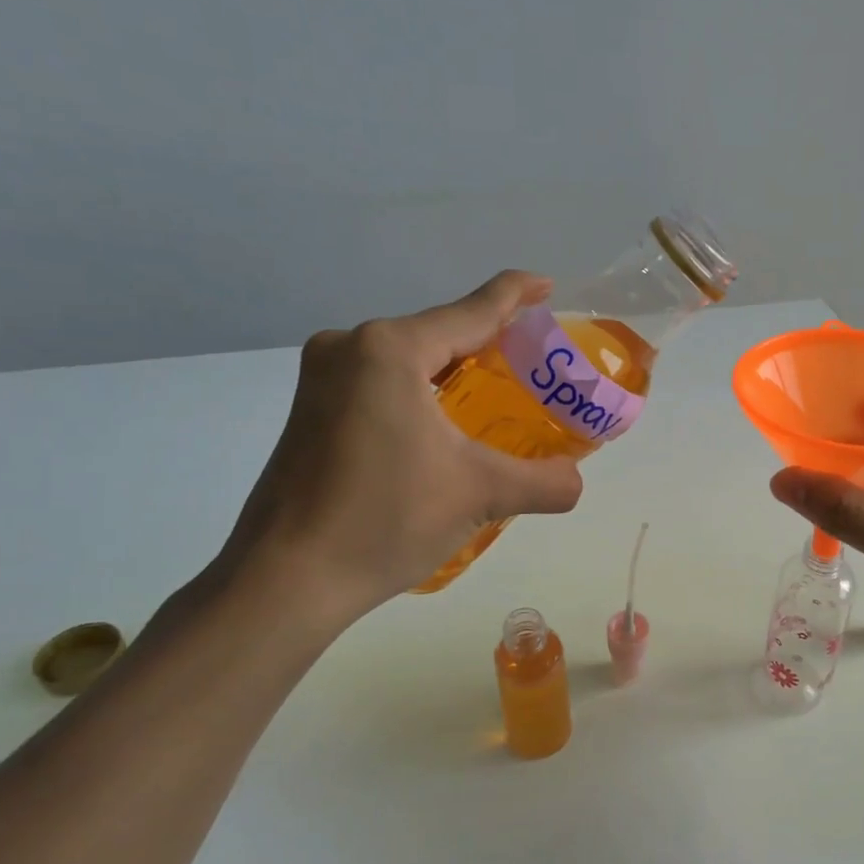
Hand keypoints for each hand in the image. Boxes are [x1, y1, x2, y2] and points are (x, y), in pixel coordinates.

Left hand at [211, 272, 584, 632]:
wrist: (286, 580)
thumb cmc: (385, 520)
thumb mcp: (480, 494)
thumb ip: (544, 482)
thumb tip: (577, 483)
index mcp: (390, 350)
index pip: (470, 311)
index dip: (514, 294)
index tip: (546, 283)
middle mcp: (350, 347)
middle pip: (438, 331)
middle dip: (488, 340)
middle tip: (535, 357)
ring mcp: (322, 377)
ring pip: (408, 357)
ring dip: (453, 368)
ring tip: (498, 388)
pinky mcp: (311, 409)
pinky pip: (381, 381)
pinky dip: (421, 389)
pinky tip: (444, 420)